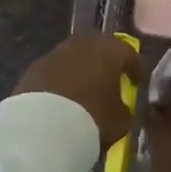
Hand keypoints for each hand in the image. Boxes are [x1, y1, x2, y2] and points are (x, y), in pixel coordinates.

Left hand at [12, 32, 139, 150]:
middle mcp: (83, 44)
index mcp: (110, 50)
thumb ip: (124, 108)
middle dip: (105, 63)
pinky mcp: (34, 68)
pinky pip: (54, 71)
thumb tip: (120, 106)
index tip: (136, 83)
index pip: (129, 53)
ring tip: (83, 92)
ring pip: (74, 58)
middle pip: (99, 48)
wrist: (43, 128)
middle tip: (109, 81)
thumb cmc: (93, 119)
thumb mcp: (121, 120)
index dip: (135, 68)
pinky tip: (61, 100)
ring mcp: (55, 53)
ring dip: (81, 70)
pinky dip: (60, 81)